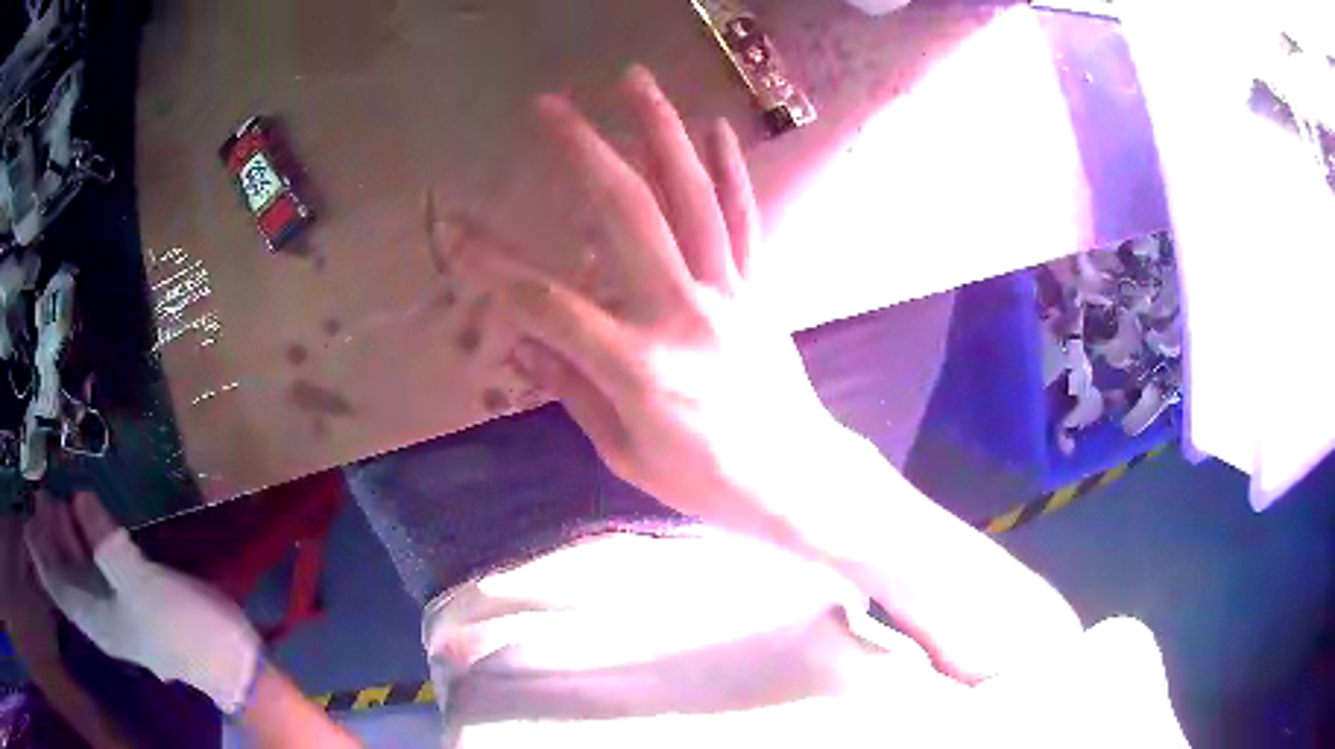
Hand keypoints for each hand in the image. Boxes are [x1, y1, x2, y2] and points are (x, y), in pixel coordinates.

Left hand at [23, 492, 260, 714]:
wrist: (228, 660)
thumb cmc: (179, 629)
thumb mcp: (139, 585)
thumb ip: (105, 542)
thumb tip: (79, 496)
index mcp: (93, 617)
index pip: (55, 584)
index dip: (38, 551)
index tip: (27, 514)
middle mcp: (98, 612)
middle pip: (64, 572)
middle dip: (50, 534)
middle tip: (44, 492)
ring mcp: (117, 605)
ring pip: (80, 567)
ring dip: (67, 533)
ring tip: (61, 497)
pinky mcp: (134, 594)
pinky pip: (98, 563)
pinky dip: (88, 538)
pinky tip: (92, 517)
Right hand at [450, 66, 840, 536]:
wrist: (795, 479)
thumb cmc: (705, 483)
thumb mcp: (625, 453)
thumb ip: (574, 390)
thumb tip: (524, 342)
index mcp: (639, 367)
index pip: (549, 306)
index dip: (494, 267)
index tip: (455, 233)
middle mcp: (684, 314)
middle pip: (628, 215)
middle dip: (584, 152)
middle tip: (549, 105)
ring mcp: (728, 293)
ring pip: (691, 198)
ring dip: (661, 132)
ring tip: (635, 80)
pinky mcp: (758, 289)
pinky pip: (744, 221)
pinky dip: (730, 170)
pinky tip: (717, 127)